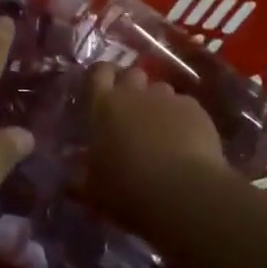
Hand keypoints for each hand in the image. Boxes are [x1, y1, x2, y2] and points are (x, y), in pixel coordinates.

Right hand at [83, 66, 227, 226]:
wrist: (183, 194)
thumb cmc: (128, 190)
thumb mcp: (95, 191)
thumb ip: (82, 180)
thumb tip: (70, 183)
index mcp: (104, 106)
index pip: (99, 73)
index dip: (103, 76)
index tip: (104, 88)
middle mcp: (135, 94)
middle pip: (132, 74)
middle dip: (132, 87)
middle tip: (132, 112)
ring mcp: (168, 99)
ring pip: (161, 90)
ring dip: (158, 103)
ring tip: (162, 130)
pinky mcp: (196, 110)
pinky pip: (186, 107)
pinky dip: (184, 119)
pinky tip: (187, 142)